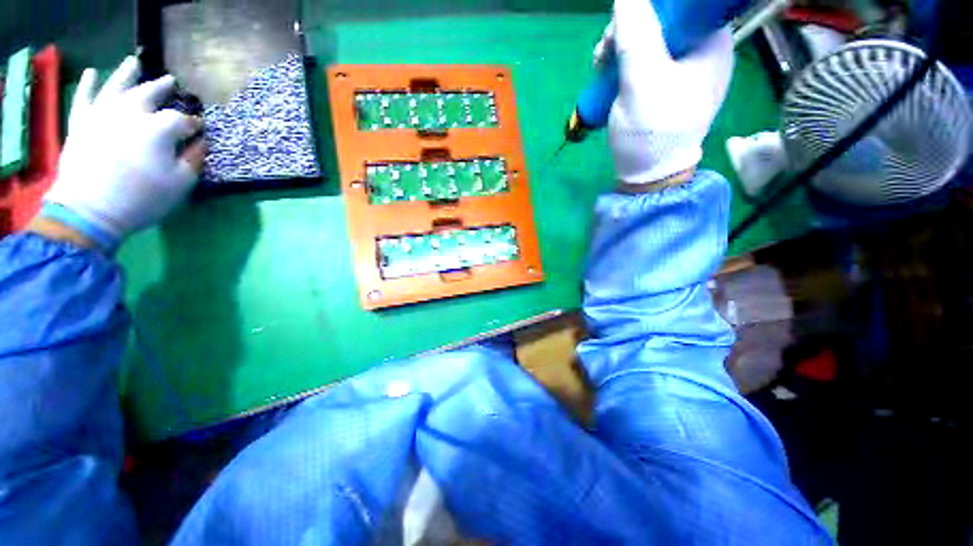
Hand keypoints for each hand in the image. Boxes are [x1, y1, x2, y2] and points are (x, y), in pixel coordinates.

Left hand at [40, 56, 204, 250]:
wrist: (89, 211)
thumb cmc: (141, 199)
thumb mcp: (180, 184)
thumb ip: (193, 159)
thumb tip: (201, 142)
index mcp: (158, 129)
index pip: (182, 120)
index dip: (193, 124)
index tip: (199, 130)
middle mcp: (130, 113)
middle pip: (149, 94)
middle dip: (162, 88)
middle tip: (171, 82)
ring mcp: (102, 114)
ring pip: (116, 86)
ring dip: (127, 73)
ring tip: (134, 62)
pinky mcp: (81, 122)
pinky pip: (84, 98)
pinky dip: (88, 84)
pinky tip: (93, 73)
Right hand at [599, 0, 734, 183]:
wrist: (649, 174)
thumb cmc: (653, 131)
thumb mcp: (643, 81)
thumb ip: (636, 35)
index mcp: (710, 42)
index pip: (682, 5)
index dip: (649, 7)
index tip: (622, 26)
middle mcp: (701, 50)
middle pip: (663, 19)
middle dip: (628, 29)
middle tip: (605, 52)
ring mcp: (682, 69)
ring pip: (649, 39)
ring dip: (620, 46)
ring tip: (600, 66)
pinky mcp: (664, 85)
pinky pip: (643, 60)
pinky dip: (622, 63)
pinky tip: (606, 74)